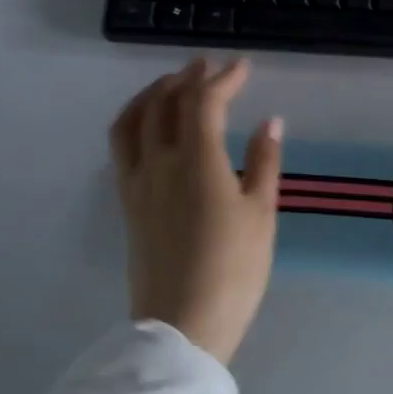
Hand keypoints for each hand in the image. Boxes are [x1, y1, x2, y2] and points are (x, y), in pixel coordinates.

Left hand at [108, 57, 284, 363]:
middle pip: (164, 103)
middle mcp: (159, 162)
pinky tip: (151, 128)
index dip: (223, 79)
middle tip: (207, 67)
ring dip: (152, 94)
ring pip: (132, 121)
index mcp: (197, 161)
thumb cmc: (234, 270)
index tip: (243, 67)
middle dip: (187, 78)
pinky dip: (135, 121)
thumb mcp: (261, 214)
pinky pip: (122, 146)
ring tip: (171, 86)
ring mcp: (137, 182)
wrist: (182, 325)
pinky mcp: (128, 203)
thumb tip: (270, 121)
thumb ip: (264, 162)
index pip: (203, 102)